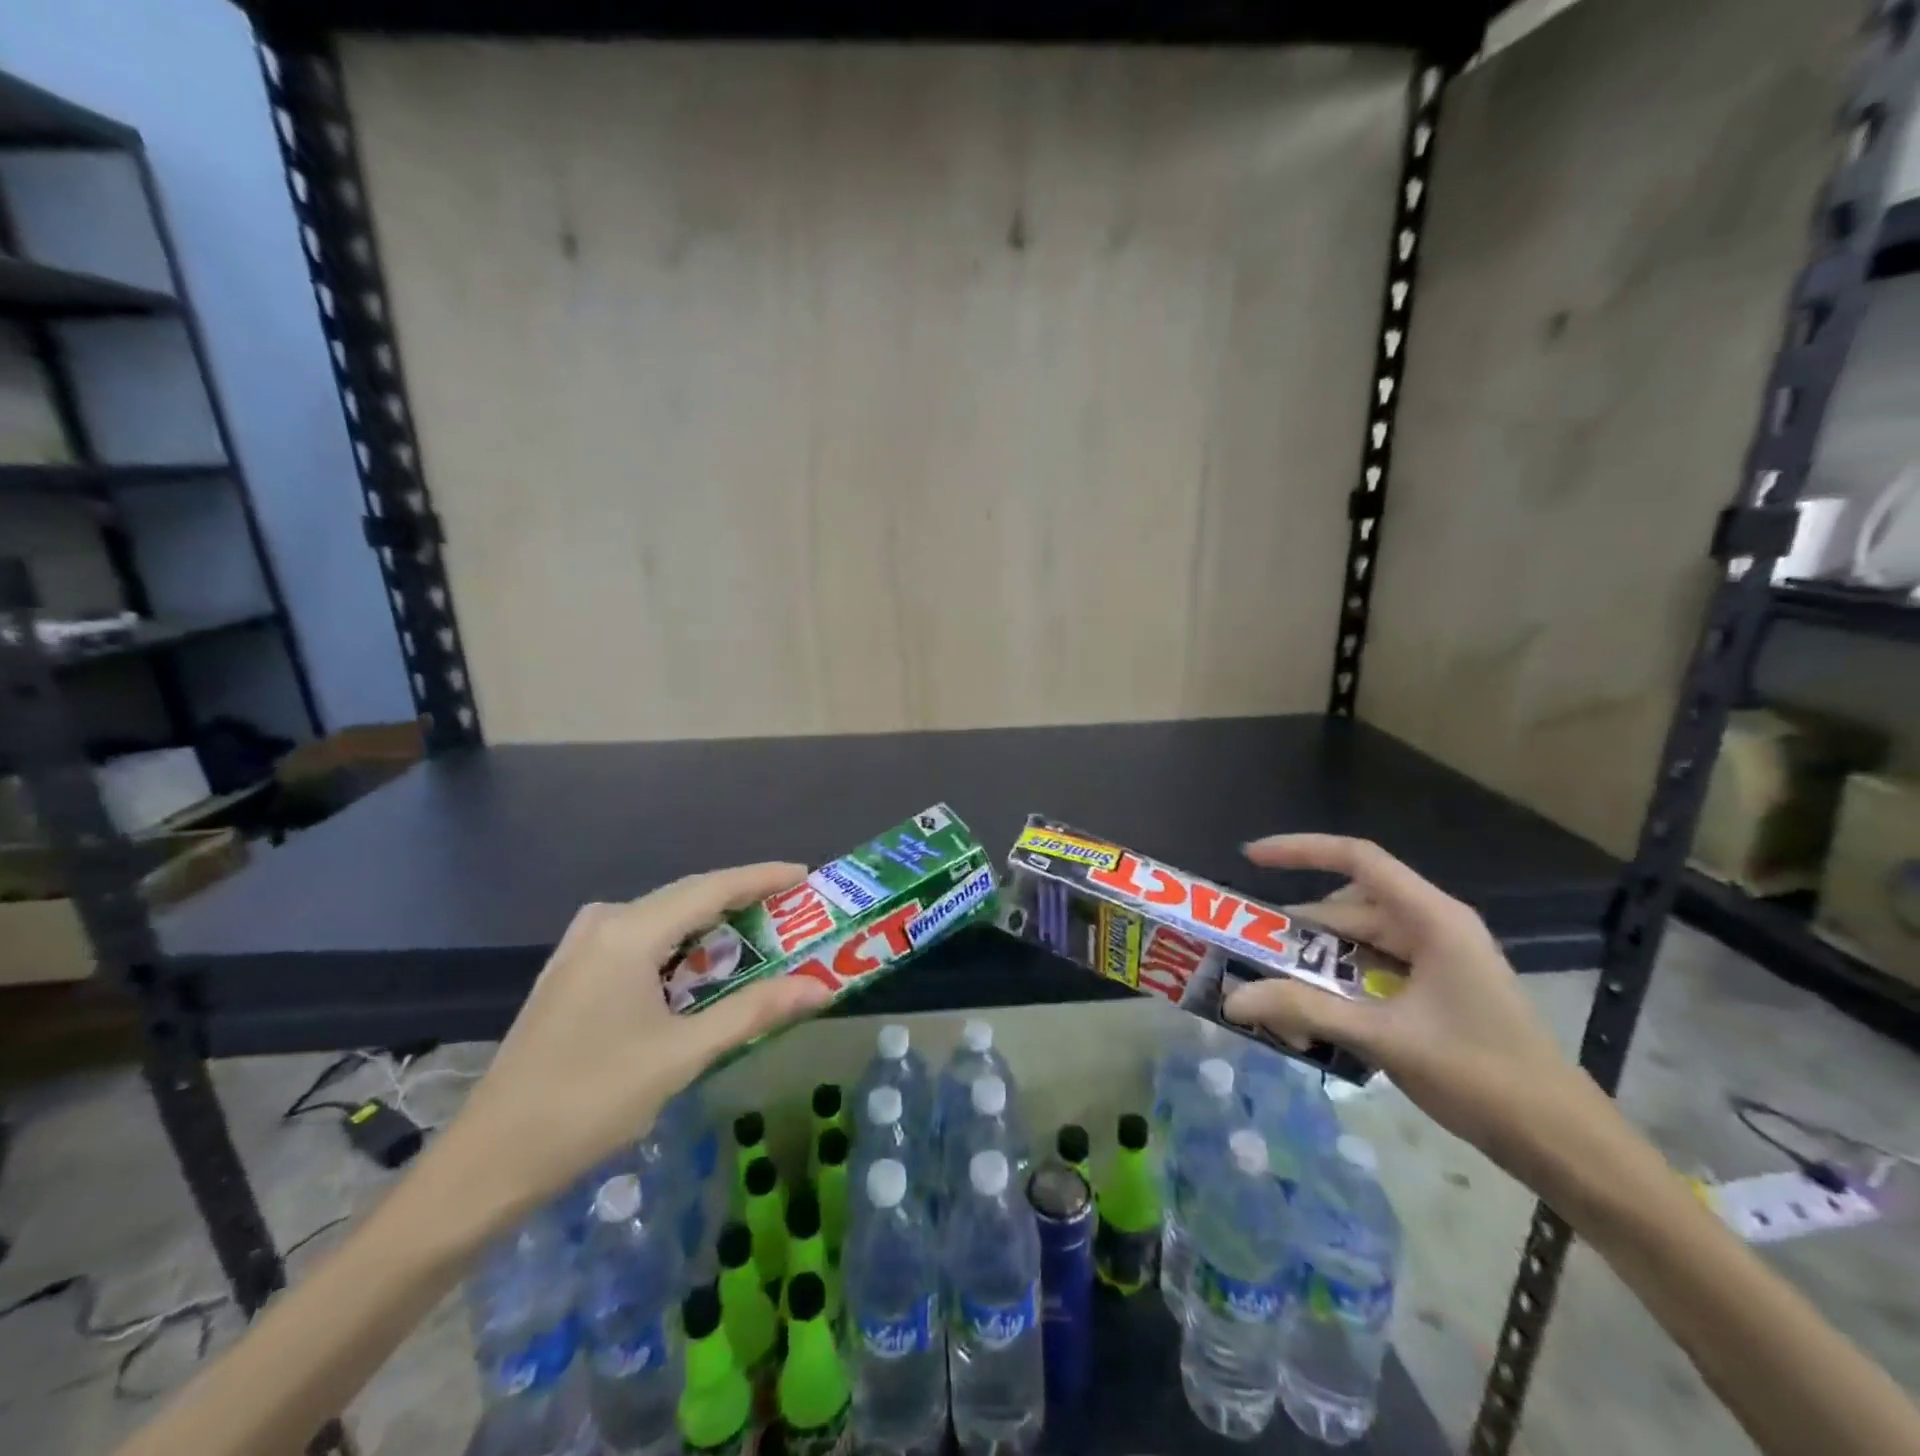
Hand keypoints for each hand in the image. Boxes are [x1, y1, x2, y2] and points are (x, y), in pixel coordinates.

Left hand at [442, 863, 832, 1222]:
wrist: (488, 1162)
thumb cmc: (591, 1102)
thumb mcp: (682, 1055)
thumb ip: (754, 1011)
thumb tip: (820, 989)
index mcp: (629, 932)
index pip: (711, 888)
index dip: (761, 878)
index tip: (804, 875)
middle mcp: (603, 923)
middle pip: (687, 896)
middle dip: (741, 900)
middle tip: (790, 910)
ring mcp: (580, 945)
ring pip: (662, 917)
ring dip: (710, 924)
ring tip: (756, 934)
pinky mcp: (571, 971)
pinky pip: (639, 937)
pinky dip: (679, 944)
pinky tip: (698, 965)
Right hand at [1222, 834, 1589, 1171]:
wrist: (1565, 1145)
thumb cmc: (1484, 1077)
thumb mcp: (1386, 1038)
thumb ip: (1306, 1011)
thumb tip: (1233, 999)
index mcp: (1432, 919)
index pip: (1358, 859)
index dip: (1301, 850)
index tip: (1251, 858)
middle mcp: (1432, 927)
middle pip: (1348, 908)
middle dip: (1298, 930)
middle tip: (1247, 952)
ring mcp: (1435, 960)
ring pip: (1356, 943)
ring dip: (1315, 965)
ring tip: (1272, 991)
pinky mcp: (1434, 991)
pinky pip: (1371, 971)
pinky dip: (1337, 987)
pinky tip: (1310, 1016)